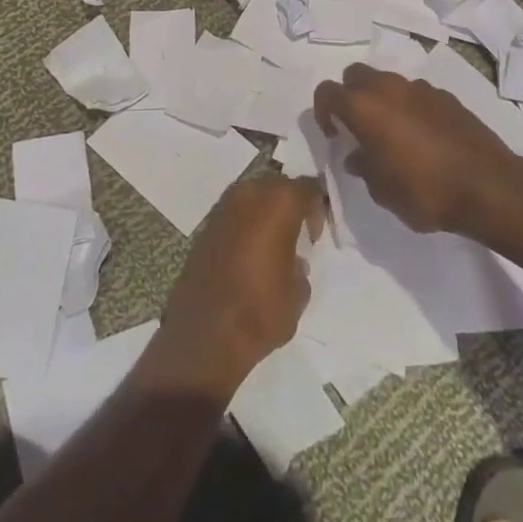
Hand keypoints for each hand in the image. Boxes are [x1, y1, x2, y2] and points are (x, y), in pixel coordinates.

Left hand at [145, 177, 325, 398]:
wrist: (204, 333)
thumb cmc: (260, 310)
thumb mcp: (298, 292)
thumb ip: (300, 265)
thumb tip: (292, 260)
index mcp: (279, 203)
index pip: (308, 188)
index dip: (317, 206)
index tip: (317, 232)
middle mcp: (250, 194)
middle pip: (278, 188)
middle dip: (290, 205)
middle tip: (298, 235)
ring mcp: (224, 207)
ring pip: (254, 197)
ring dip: (266, 214)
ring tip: (273, 244)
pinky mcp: (206, 225)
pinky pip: (235, 214)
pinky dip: (246, 225)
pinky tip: (250, 252)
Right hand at [313, 63, 519, 233]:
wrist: (487, 186)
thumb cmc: (424, 190)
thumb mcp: (382, 190)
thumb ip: (363, 167)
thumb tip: (357, 156)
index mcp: (365, 107)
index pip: (327, 92)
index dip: (323, 112)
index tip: (334, 135)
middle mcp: (388, 87)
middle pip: (356, 75)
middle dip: (350, 95)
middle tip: (357, 127)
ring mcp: (420, 88)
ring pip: (388, 82)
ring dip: (382, 101)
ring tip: (392, 135)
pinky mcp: (446, 96)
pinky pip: (416, 94)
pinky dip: (410, 108)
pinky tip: (422, 138)